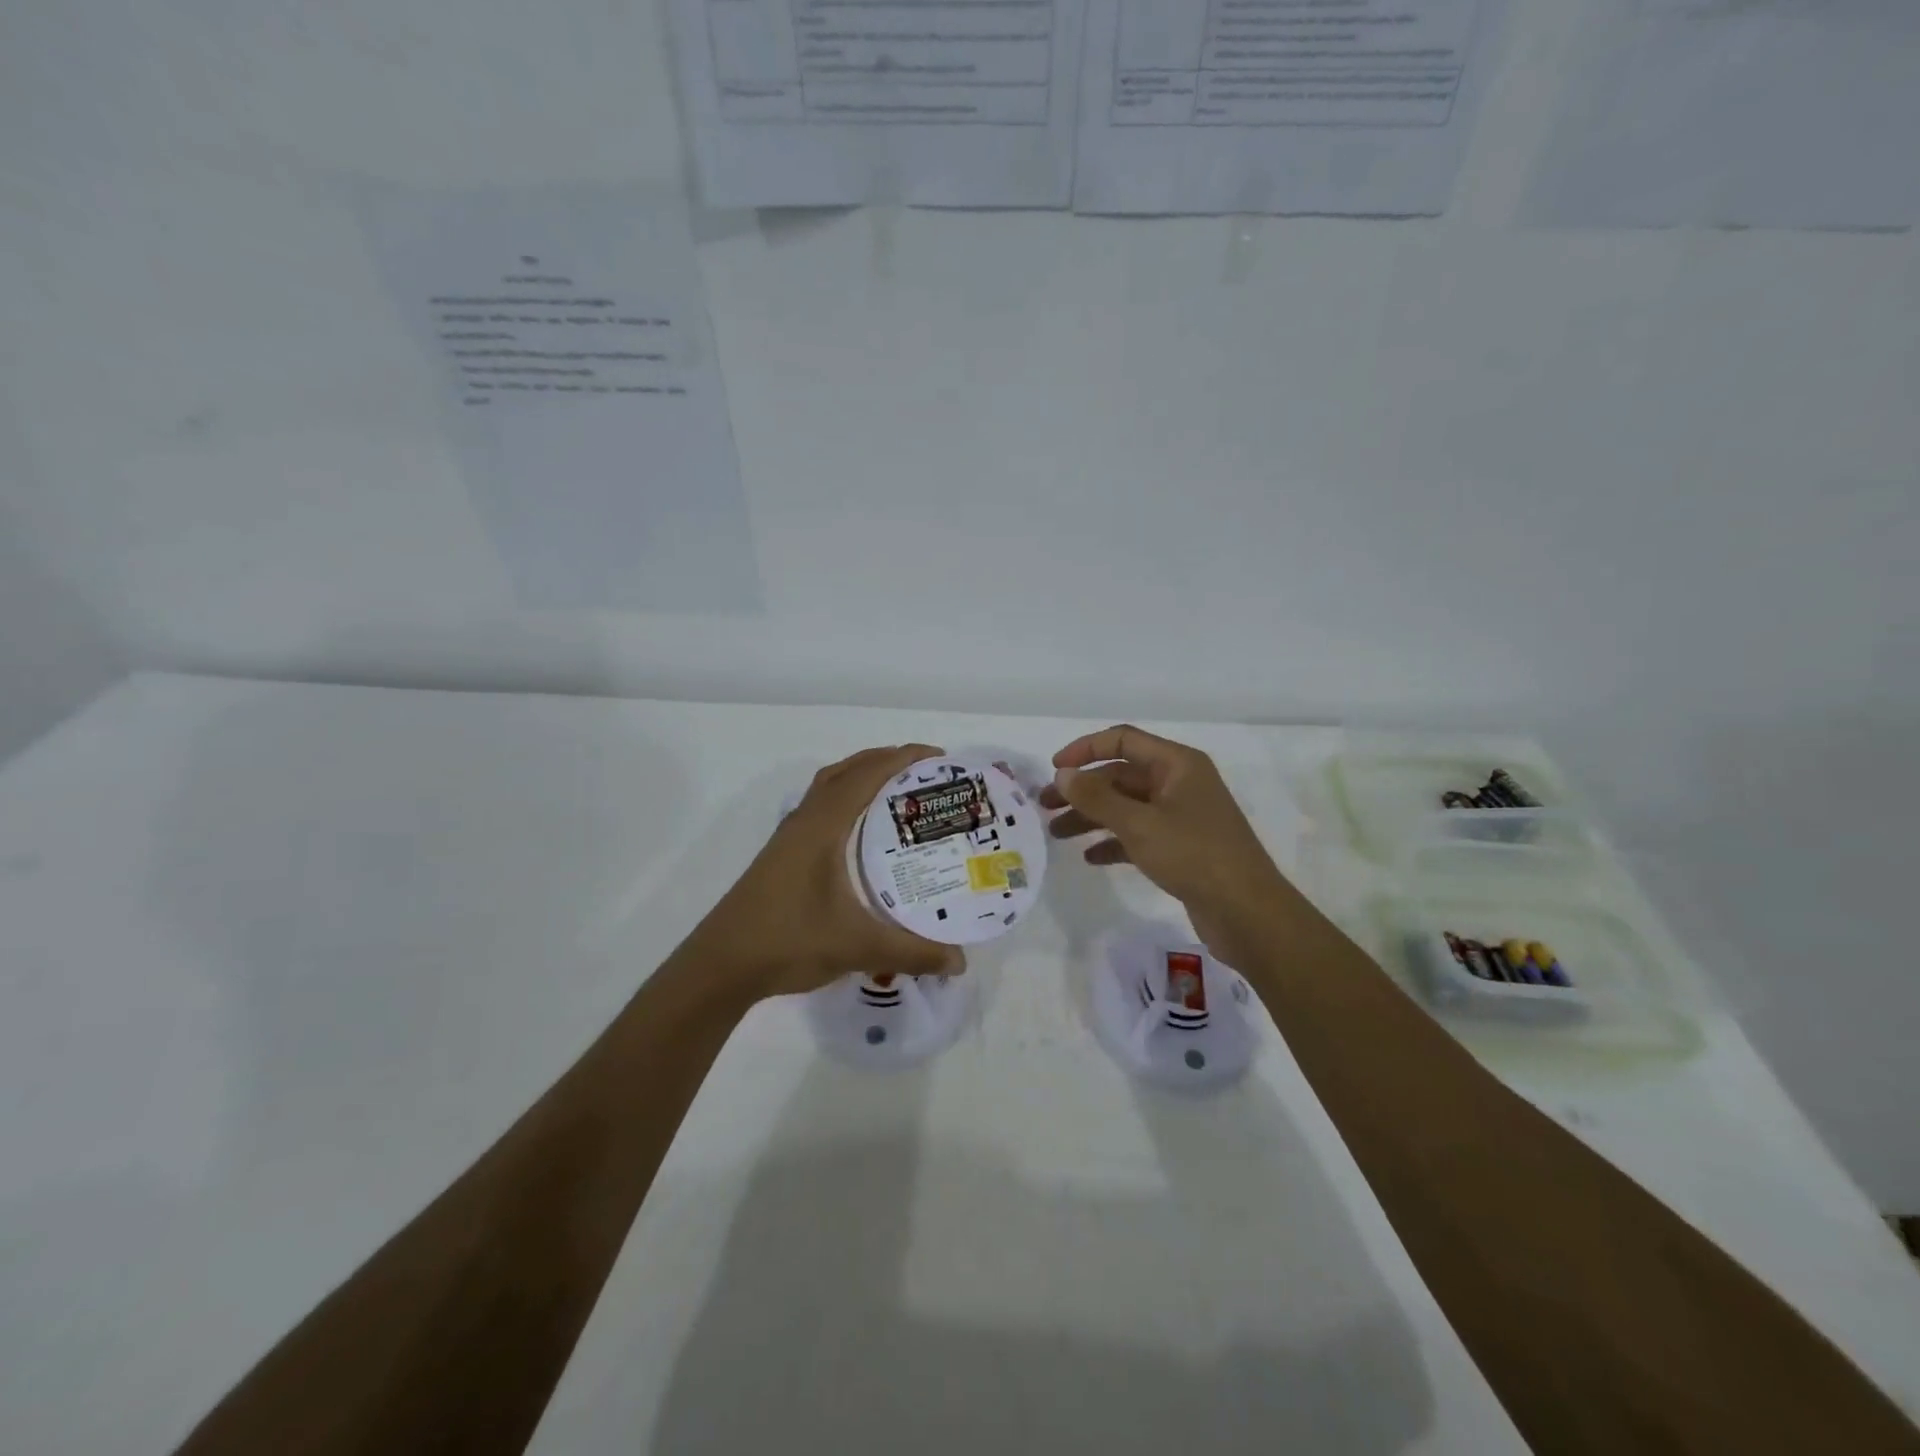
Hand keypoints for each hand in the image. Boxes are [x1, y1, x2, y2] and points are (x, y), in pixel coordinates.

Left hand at [693, 744, 966, 1000]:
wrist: (722, 965)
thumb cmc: (788, 942)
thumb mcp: (857, 947)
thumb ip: (912, 952)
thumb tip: (960, 962)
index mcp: (822, 826)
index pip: (866, 775)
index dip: (903, 758)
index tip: (939, 758)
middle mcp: (804, 821)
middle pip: (846, 771)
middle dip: (886, 762)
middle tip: (925, 775)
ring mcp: (789, 838)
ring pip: (829, 789)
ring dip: (862, 779)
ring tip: (899, 794)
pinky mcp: (783, 855)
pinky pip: (821, 809)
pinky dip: (847, 802)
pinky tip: (863, 835)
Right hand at [1039, 725, 1291, 966]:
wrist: (1247, 912)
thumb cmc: (1193, 855)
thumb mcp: (1138, 823)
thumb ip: (1096, 797)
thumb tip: (1063, 774)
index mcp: (1177, 764)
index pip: (1123, 740)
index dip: (1085, 749)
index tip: (1054, 769)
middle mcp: (1180, 783)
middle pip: (1121, 776)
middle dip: (1082, 790)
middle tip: (1044, 807)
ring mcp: (1182, 816)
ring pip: (1127, 806)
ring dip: (1091, 817)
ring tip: (1056, 834)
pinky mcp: (1181, 847)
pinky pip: (1139, 834)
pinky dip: (1113, 842)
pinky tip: (1090, 858)